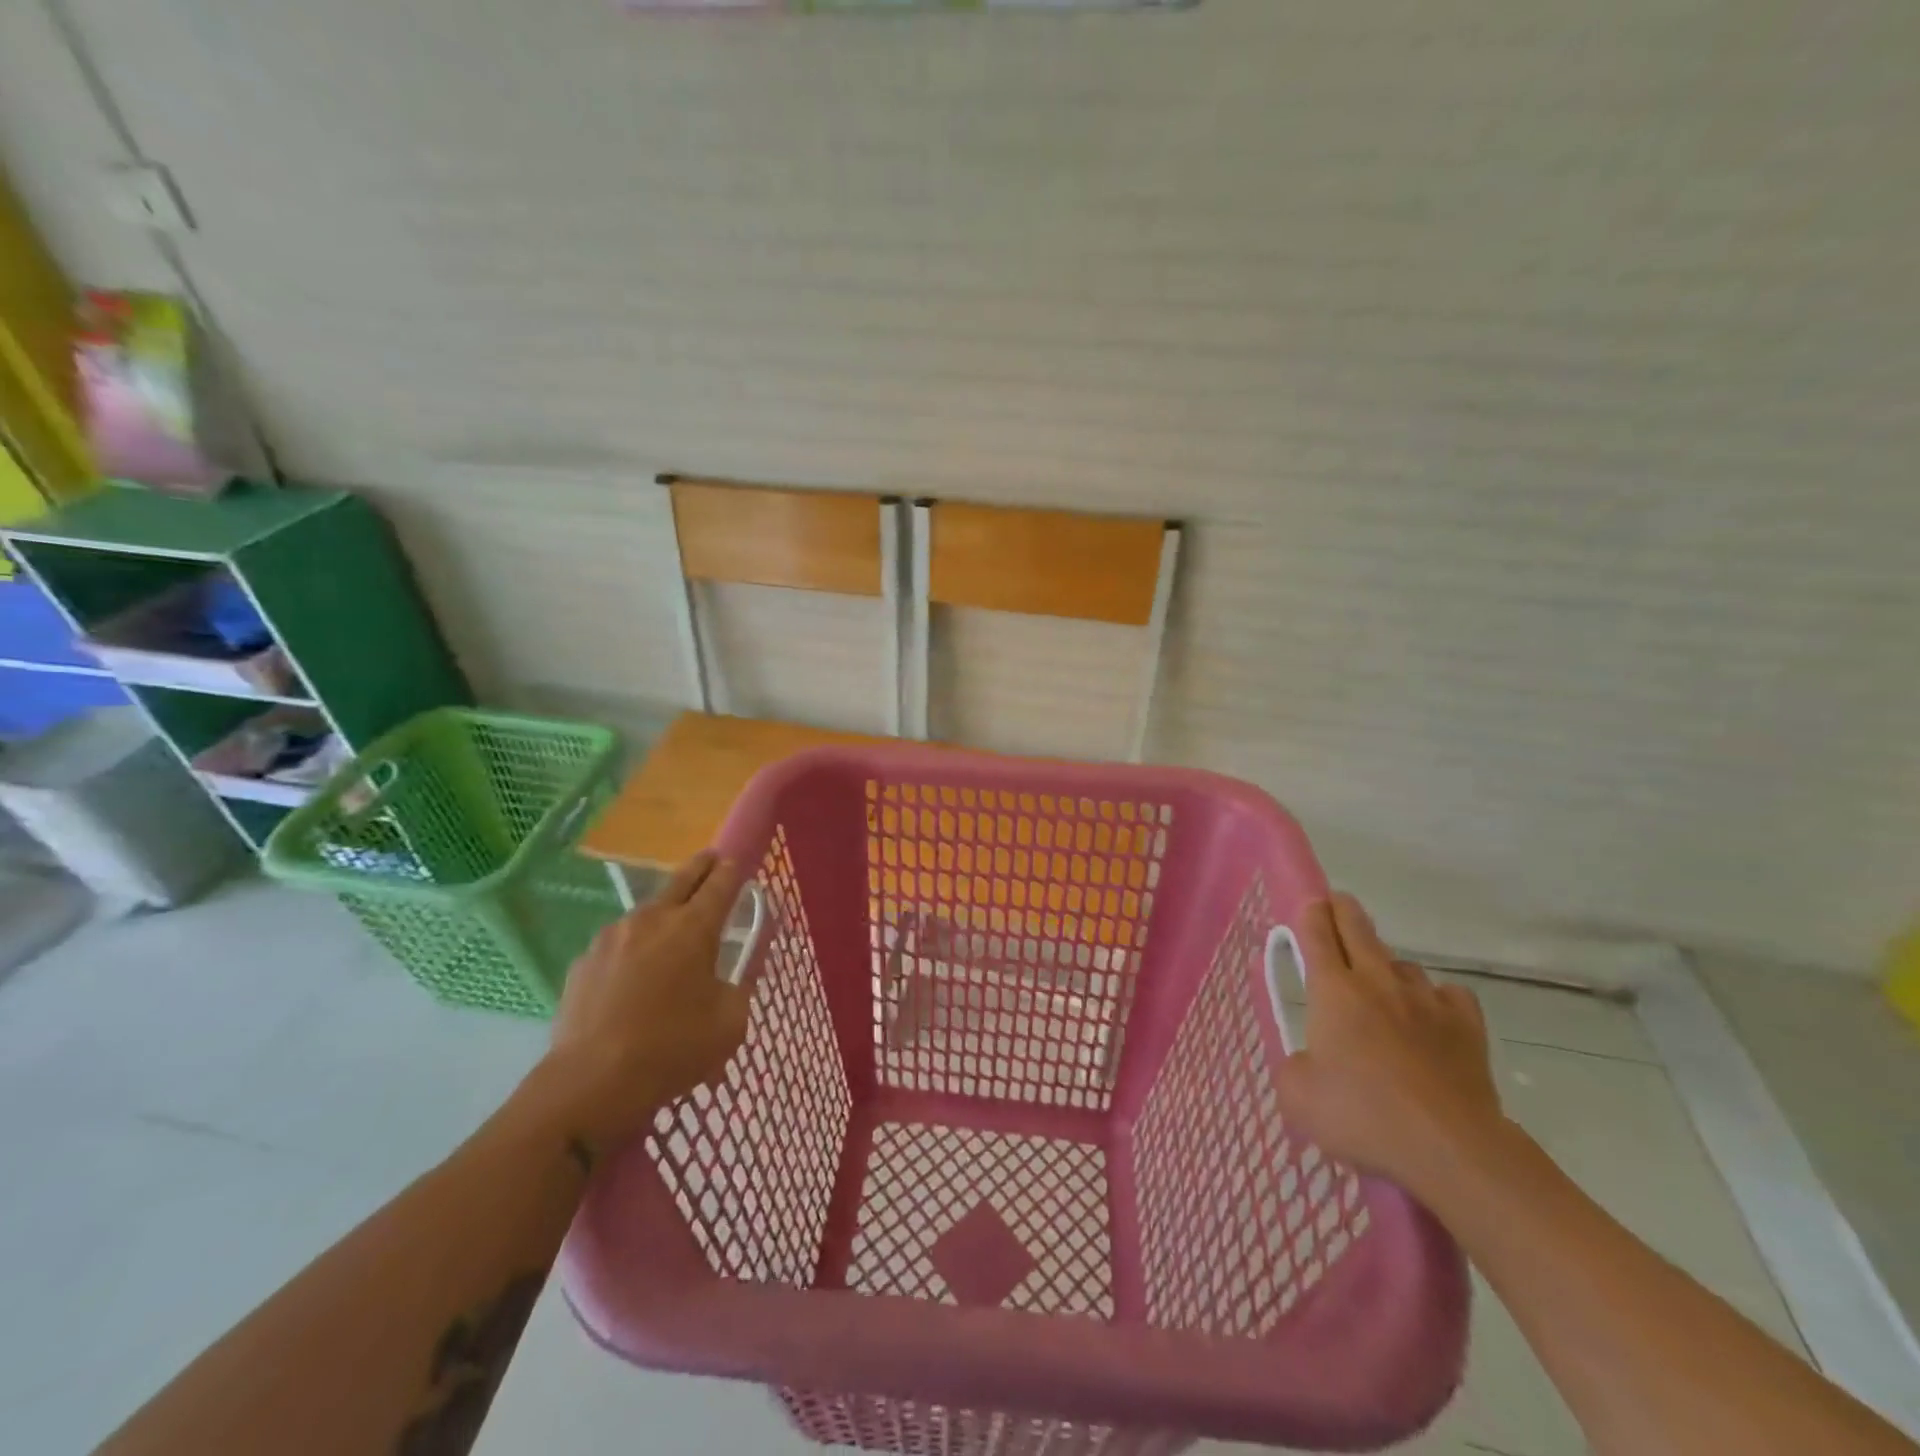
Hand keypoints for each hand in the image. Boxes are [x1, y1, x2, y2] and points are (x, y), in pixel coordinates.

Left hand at [536, 852, 751, 1156]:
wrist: (590, 1083)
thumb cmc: (672, 1049)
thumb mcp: (730, 1023)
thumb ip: (739, 988)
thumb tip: (732, 977)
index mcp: (693, 928)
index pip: (721, 884)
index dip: (733, 870)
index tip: (739, 862)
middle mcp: (652, 920)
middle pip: (682, 879)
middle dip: (702, 867)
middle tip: (713, 860)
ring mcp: (612, 938)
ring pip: (647, 912)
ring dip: (665, 912)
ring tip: (673, 932)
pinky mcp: (584, 962)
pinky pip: (619, 944)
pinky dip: (634, 949)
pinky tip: (635, 977)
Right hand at [1271, 893, 1509, 1202]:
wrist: (1451, 1147)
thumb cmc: (1362, 1115)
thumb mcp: (1297, 1097)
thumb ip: (1293, 1067)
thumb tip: (1308, 1062)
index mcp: (1333, 990)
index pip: (1317, 933)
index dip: (1310, 913)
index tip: (1309, 903)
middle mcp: (1377, 982)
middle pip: (1358, 928)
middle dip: (1343, 910)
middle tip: (1337, 904)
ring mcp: (1426, 1000)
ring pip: (1403, 964)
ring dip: (1387, 967)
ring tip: (1382, 987)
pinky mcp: (1466, 1025)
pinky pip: (1448, 994)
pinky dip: (1436, 998)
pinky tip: (1431, 1016)